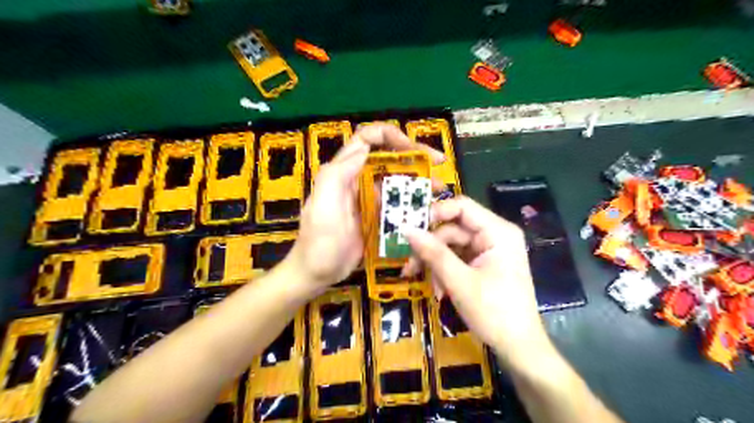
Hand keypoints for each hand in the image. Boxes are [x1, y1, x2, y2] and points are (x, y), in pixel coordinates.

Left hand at [288, 125, 442, 292]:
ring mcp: (368, 199)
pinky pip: (397, 203)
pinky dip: (412, 203)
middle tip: (439, 165)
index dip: (391, 136)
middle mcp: (357, 180)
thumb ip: (338, 174)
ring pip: (396, 181)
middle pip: (387, 157)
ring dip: (417, 181)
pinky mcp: (375, 217)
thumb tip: (364, 147)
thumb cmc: (318, 242)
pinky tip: (428, 210)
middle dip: (414, 156)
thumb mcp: (323, 206)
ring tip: (438, 190)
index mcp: (343, 172)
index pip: (367, 139)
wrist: (316, 275)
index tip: (414, 149)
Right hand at [406, 195, 548, 368]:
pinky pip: (457, 259)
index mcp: (498, 231)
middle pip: (453, 229)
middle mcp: (494, 235)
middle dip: (430, 247)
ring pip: (451, 245)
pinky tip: (438, 290)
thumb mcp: (459, 281)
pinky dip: (444, 272)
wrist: (519, 348)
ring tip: (423, 283)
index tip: (410, 227)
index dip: (434, 212)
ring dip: (434, 263)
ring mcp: (488, 250)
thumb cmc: (494, 312)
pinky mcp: (483, 265)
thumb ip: (433, 252)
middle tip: (408, 264)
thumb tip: (405, 229)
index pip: (462, 207)